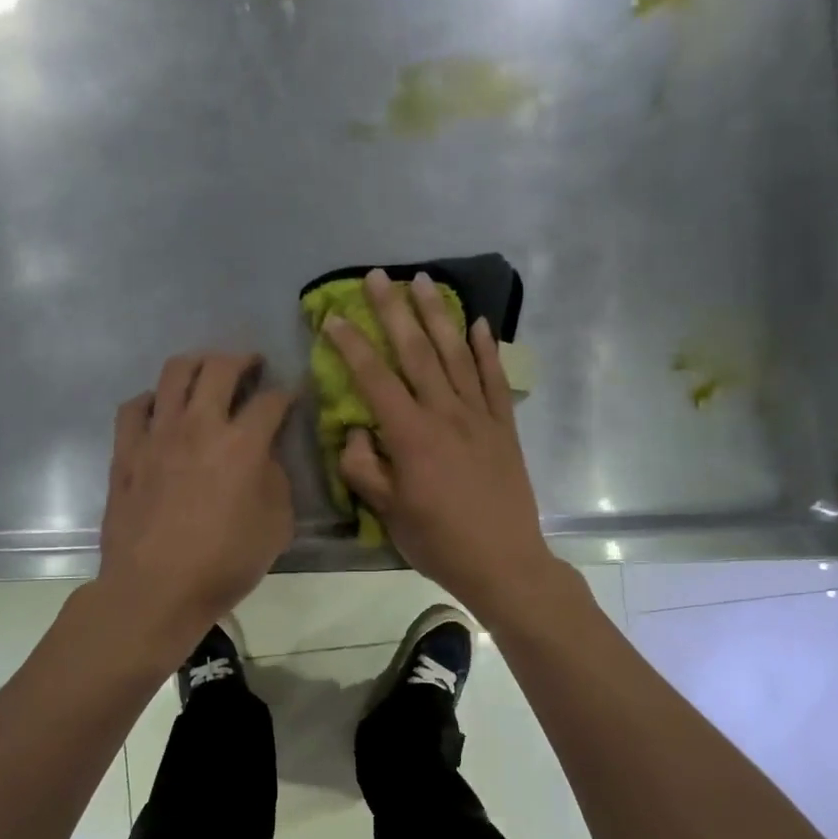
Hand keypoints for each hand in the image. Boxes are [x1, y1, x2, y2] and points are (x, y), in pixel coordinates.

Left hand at [98, 352, 295, 656]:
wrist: (155, 589)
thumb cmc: (224, 564)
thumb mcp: (276, 526)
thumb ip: (276, 480)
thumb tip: (263, 457)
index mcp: (243, 444)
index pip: (272, 400)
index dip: (288, 393)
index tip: (292, 394)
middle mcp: (200, 425)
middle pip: (220, 367)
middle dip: (243, 359)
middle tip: (252, 365)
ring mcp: (157, 434)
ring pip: (174, 372)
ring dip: (197, 364)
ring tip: (207, 372)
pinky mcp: (126, 451)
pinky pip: (135, 406)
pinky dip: (152, 400)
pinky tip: (161, 409)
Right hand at [324, 268, 559, 623]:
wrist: (503, 562)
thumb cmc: (438, 541)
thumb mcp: (388, 512)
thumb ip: (364, 467)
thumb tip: (356, 430)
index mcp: (411, 436)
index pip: (374, 379)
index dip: (351, 346)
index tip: (333, 318)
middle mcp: (445, 414)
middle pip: (416, 352)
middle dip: (394, 311)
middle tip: (378, 276)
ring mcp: (480, 416)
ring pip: (456, 354)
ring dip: (438, 315)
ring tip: (424, 281)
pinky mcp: (505, 427)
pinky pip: (495, 379)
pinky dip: (487, 349)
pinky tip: (478, 323)